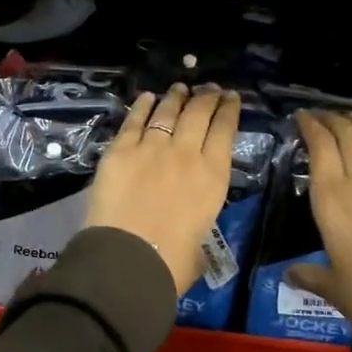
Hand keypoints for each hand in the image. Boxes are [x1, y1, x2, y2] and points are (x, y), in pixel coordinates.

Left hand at [85, 84, 238, 296]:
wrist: (128, 257)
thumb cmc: (172, 262)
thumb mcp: (201, 243)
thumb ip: (198, 223)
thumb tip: (190, 227)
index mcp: (213, 177)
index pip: (225, 132)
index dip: (229, 110)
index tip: (230, 97)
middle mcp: (186, 154)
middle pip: (198, 115)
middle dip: (206, 98)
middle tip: (209, 88)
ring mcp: (151, 148)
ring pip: (167, 113)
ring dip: (175, 98)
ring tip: (180, 88)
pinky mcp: (120, 151)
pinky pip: (134, 122)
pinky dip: (142, 107)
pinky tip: (147, 98)